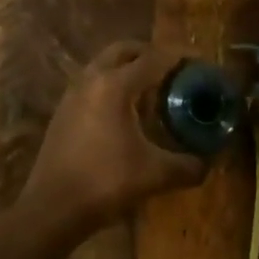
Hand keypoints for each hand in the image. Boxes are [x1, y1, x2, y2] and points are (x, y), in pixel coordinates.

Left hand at [19, 41, 206, 242]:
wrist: (52, 208)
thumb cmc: (105, 183)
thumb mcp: (154, 175)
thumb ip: (187, 166)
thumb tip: (207, 163)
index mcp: (114, 85)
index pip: (154, 58)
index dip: (180, 56)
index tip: (200, 60)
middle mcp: (91, 79)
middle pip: (125, 50)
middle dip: (151, 54)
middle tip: (174, 70)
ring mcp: (73, 93)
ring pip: (104, 64)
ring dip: (128, 68)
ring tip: (152, 90)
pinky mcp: (63, 110)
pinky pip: (93, 83)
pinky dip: (112, 85)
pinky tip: (126, 112)